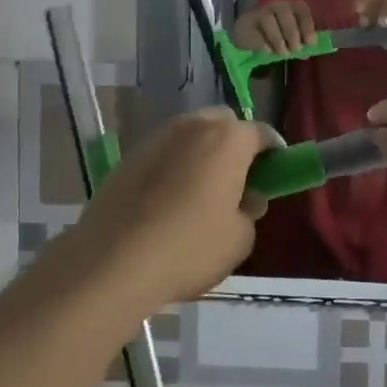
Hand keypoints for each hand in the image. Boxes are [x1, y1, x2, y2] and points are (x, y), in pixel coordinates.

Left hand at [71, 109, 275, 306]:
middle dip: (234, 145)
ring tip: (199, 192)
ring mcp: (156, 138)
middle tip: (236, 181)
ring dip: (201, 153)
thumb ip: (250, 211)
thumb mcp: (240, 239)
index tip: (274, 177)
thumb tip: (245, 199)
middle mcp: (193, 126)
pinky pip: (163, 153)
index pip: (262, 133)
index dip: (273, 154)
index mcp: (228, 139)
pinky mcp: (128, 157)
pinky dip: (173, 166)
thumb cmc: (189, 248)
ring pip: (190, 135)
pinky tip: (168, 201)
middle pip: (223, 124)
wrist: (112, 262)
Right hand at [232, 0, 317, 55]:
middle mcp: (275, 4)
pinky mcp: (245, 24)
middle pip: (286, 15)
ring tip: (282, 53)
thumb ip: (301, 39)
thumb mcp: (291, 34)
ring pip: (270, 22)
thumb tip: (309, 51)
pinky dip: (265, 45)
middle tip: (295, 50)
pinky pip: (257, 34)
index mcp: (291, 5)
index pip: (302, 11)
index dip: (307, 27)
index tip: (310, 43)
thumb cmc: (277, 32)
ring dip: (279, 41)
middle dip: (292, 35)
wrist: (249, 33)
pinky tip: (268, 51)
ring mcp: (259, 12)